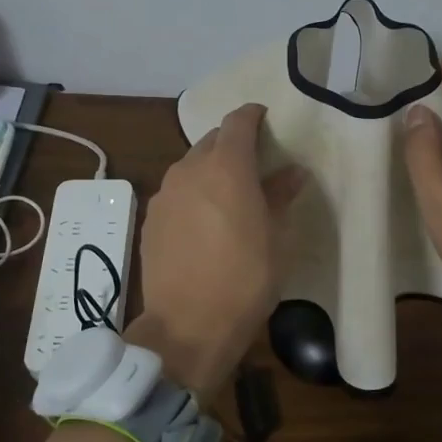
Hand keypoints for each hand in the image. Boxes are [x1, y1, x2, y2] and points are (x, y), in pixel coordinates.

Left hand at [131, 103, 306, 394]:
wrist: (187, 326)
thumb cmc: (246, 280)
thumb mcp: (277, 239)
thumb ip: (280, 197)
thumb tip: (291, 173)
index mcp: (227, 168)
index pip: (237, 122)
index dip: (252, 115)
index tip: (265, 119)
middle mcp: (190, 170)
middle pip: (211, 141)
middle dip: (231, 145)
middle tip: (253, 165)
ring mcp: (165, 195)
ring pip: (190, 167)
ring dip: (209, 171)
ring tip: (227, 196)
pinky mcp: (150, 220)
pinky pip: (175, 193)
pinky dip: (191, 195)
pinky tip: (202, 223)